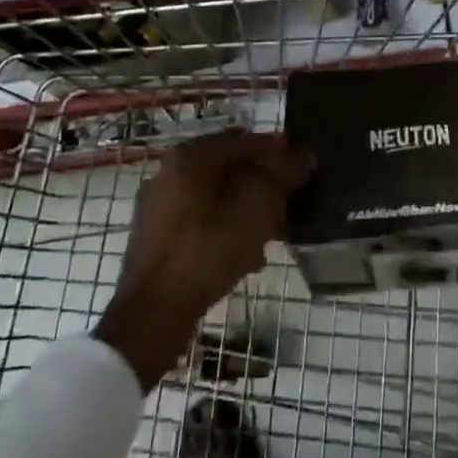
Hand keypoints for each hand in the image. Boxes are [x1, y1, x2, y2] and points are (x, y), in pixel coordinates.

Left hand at [95, 129, 307, 387]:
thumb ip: (280, 177)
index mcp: (189, 158)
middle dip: (263, 181)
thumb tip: (302, 156)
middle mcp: (169, 172)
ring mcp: (160, 206)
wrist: (151, 316)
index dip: (278, 150)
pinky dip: (227, 226)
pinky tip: (249, 253)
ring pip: (217, 195)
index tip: (305, 165)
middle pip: (229, 167)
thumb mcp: (254, 211)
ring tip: (275, 230)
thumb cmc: (206, 253)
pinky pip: (202, 219)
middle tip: (291, 200)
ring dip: (248, 207)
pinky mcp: (158, 237)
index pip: (244, 141)